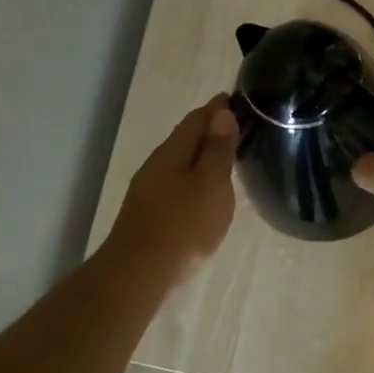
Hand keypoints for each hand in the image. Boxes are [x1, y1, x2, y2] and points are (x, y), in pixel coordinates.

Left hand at [105, 95, 239, 277]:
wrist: (138, 274)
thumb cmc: (183, 225)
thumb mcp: (211, 184)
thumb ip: (217, 149)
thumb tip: (221, 112)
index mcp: (173, 152)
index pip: (197, 118)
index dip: (217, 107)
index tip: (236, 98)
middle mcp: (157, 164)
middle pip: (185, 138)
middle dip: (209, 129)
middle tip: (236, 125)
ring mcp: (149, 190)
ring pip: (179, 161)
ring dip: (200, 154)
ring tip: (224, 156)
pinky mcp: (149, 212)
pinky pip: (176, 182)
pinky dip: (193, 176)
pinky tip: (202, 190)